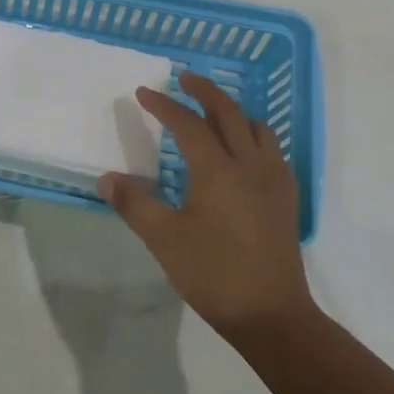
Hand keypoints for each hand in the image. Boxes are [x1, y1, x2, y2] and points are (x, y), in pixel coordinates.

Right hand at [99, 73, 314, 340]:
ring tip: (213, 112)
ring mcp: (274, 180)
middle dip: (205, 91)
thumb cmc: (213, 274)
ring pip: (257, 128)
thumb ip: (134, 204)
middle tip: (184, 78)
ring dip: (233, 112)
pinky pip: (272, 150)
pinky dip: (253, 135)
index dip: (164, 105)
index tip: (143, 93)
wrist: (272, 315)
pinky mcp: (286, 198)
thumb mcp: (164, 240)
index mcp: (218, 171)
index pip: (188, 124)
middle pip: (229, 113)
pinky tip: (243, 151)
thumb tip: (107, 179)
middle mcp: (250, 165)